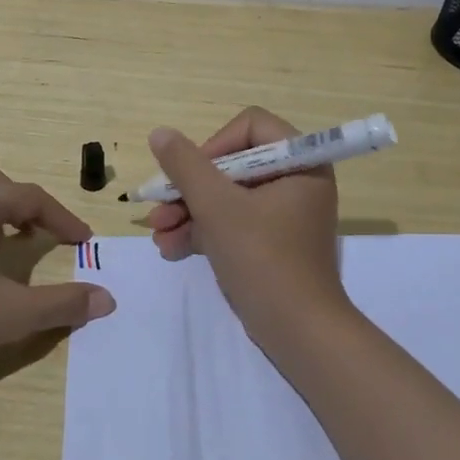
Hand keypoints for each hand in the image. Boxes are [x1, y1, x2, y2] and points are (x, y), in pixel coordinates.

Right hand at [142, 107, 346, 336]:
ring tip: (158, 235)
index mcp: (300, 162)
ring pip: (227, 196)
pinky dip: (204, 232)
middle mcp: (296, 180)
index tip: (189, 175)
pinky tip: (171, 248)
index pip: (250, 127)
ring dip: (188, 213)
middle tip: (159, 210)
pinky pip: (233, 222)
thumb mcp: (217, 207)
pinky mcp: (271, 242)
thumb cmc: (263, 258)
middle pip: (232, 164)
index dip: (213, 146)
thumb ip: (185, 165)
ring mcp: (284, 213)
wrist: (298, 332)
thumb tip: (160, 133)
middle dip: (190, 189)